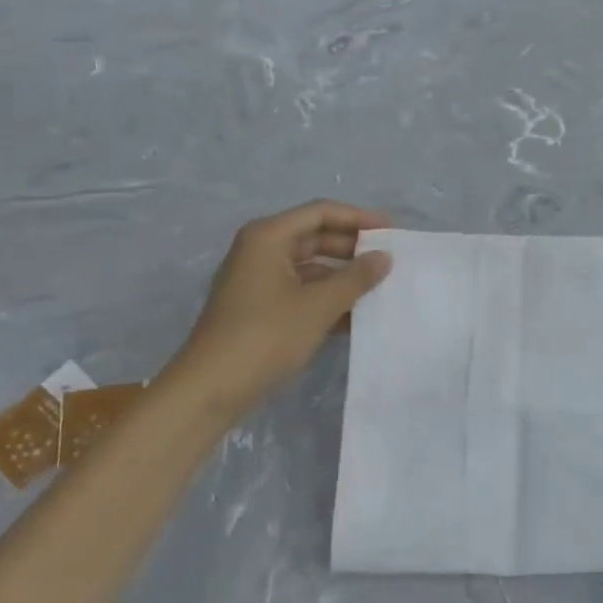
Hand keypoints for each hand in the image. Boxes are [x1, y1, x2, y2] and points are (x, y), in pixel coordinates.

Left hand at [171, 200, 392, 415]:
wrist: (210, 389)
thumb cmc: (265, 336)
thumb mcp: (318, 306)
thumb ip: (355, 278)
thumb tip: (384, 257)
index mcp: (269, 237)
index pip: (321, 212)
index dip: (359, 218)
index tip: (392, 232)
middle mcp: (261, 250)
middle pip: (315, 237)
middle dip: (352, 248)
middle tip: (389, 260)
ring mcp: (258, 280)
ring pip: (310, 267)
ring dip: (343, 277)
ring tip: (379, 289)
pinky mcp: (259, 308)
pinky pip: (301, 291)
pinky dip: (326, 298)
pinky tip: (356, 316)